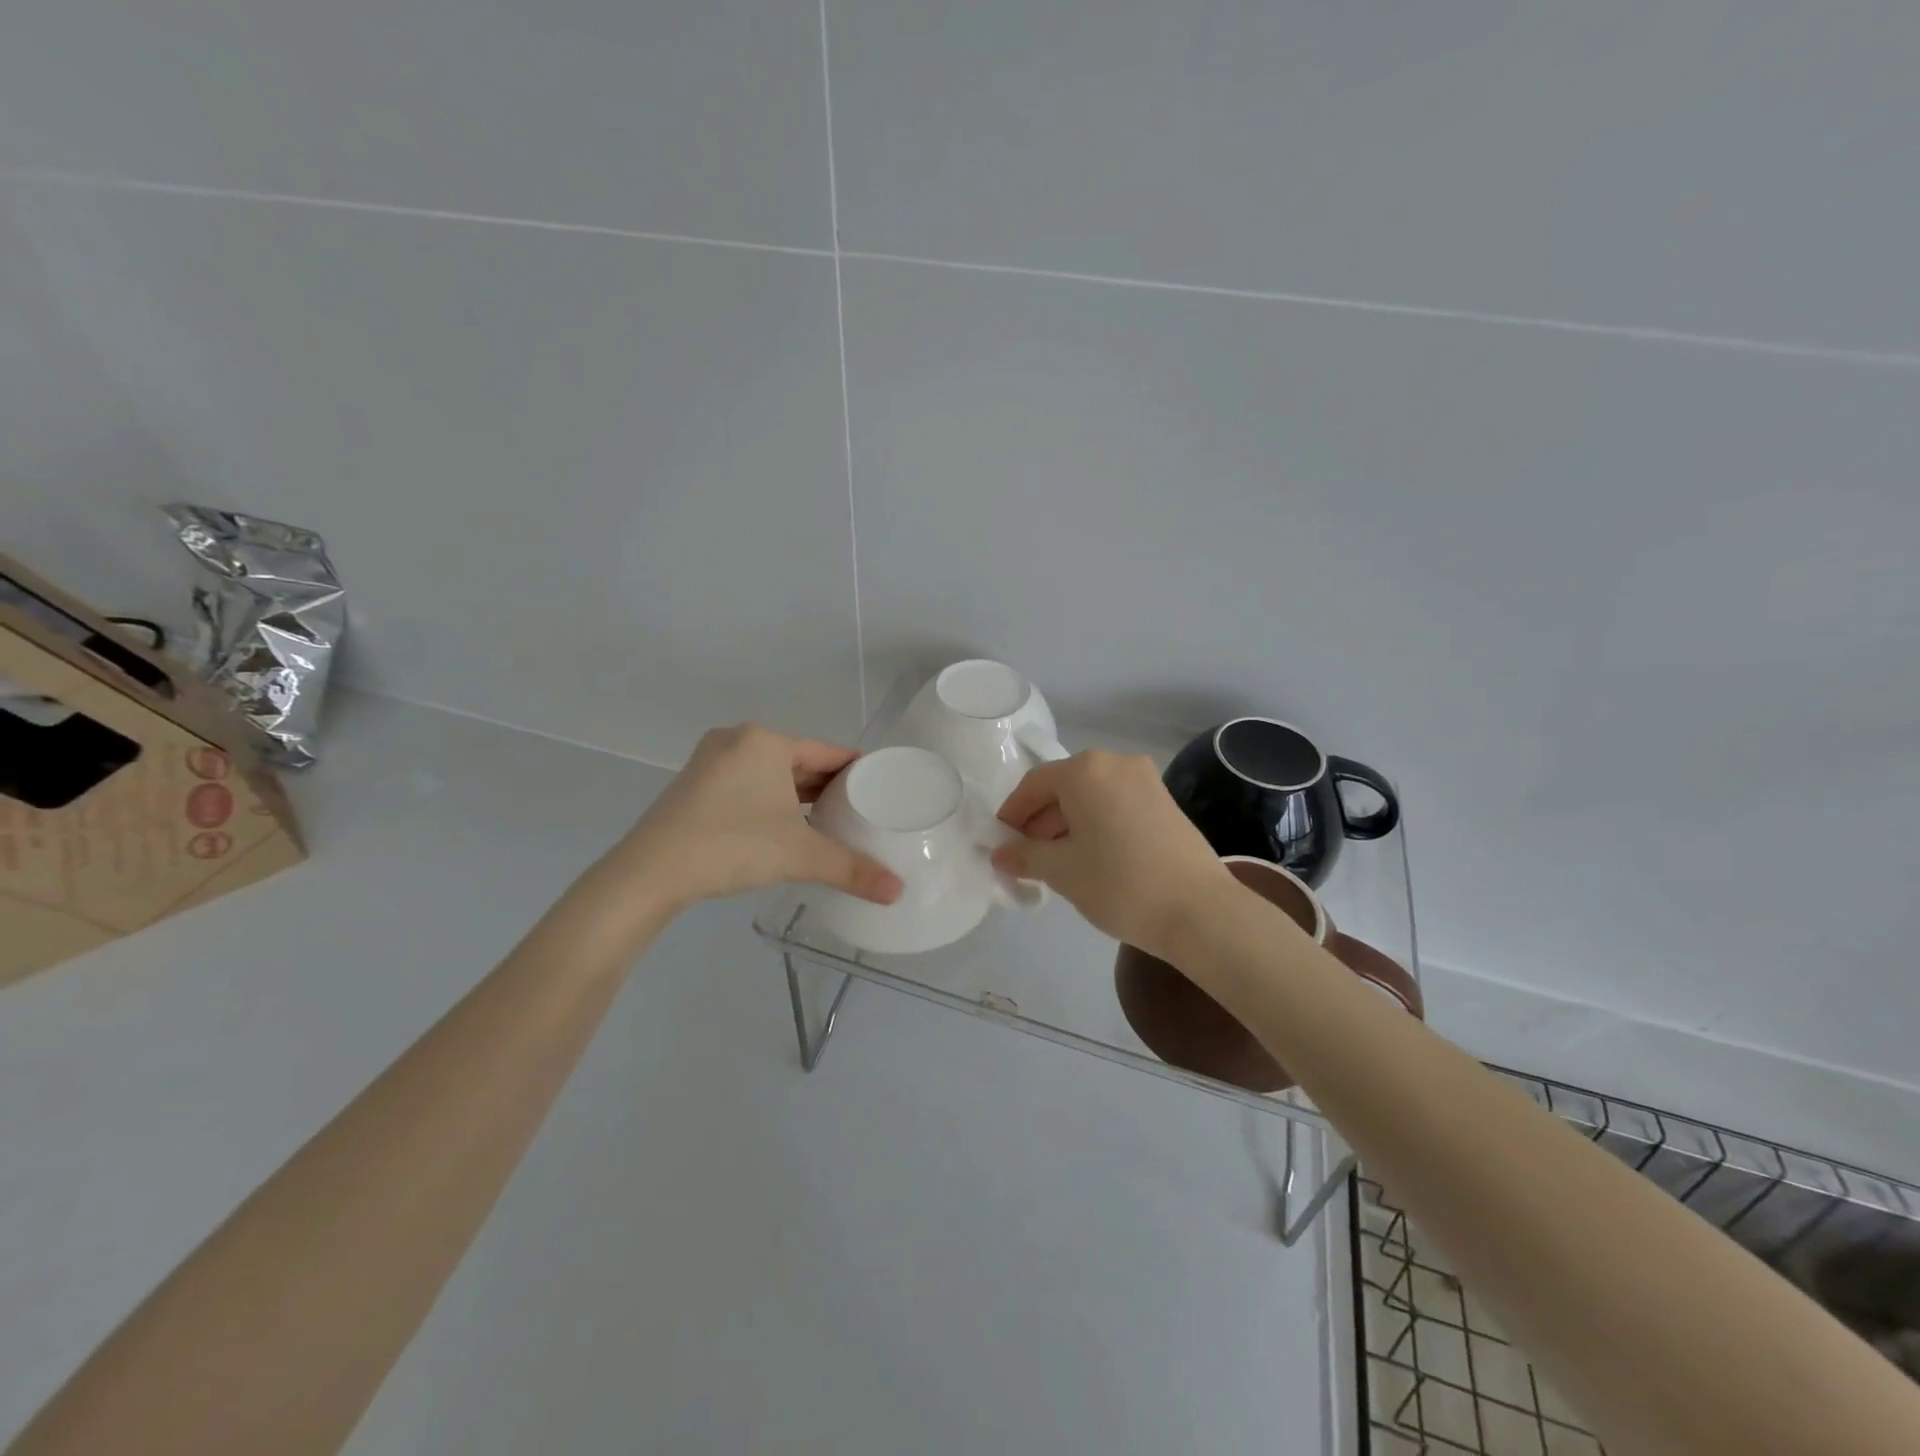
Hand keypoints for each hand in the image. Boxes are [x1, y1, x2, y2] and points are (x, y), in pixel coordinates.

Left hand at [585, 724, 903, 923]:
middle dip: (829, 787)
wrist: (649, 873)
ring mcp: (711, 762)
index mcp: (766, 742)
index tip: (882, 789)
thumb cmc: (732, 845)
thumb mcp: (799, 855)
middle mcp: (738, 741)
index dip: (858, 770)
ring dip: (799, 796)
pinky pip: (748, 786)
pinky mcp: (694, 786)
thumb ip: (852, 869)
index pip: (828, 752)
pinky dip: (772, 802)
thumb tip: (898, 892)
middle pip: (799, 762)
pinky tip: (786, 827)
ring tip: (831, 821)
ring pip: (771, 775)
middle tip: (862, 811)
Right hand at [991, 752, 1232, 960]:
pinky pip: (1116, 804)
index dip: (1013, 813)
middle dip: (1040, 820)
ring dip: (1068, 823)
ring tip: (1057, 862)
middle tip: (1027, 857)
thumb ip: (1025, 855)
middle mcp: (1115, 763)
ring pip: (1091, 796)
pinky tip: (1092, 857)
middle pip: (1064, 786)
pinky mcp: (1165, 801)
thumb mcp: (1062, 871)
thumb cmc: (1119, 883)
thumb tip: (1000, 853)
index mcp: (1085, 770)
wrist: (1200, 911)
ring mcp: (1146, 780)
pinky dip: (1096, 823)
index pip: (1034, 784)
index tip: (1001, 842)